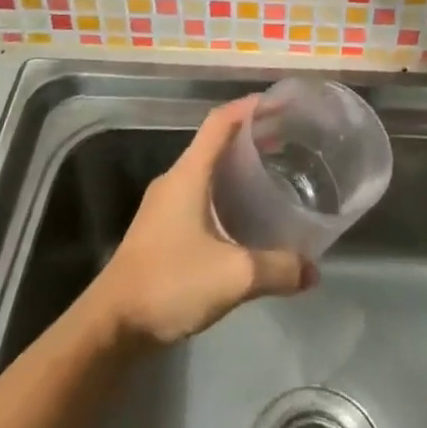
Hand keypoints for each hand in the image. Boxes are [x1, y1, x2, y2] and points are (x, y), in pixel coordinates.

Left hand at [86, 97, 316, 346]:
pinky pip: (200, 197)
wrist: (113, 324)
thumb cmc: (170, 283)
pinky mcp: (162, 229)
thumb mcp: (234, 275)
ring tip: (274, 175)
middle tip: (289, 141)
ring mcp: (164, 206)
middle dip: (251, 137)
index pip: (219, 122)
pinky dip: (226, 195)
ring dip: (238, 168)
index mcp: (188, 175)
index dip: (249, 107)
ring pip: (207, 172)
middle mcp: (175, 181)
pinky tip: (246, 219)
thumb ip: (278, 268)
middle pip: (215, 143)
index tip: (280, 103)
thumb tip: (313, 270)